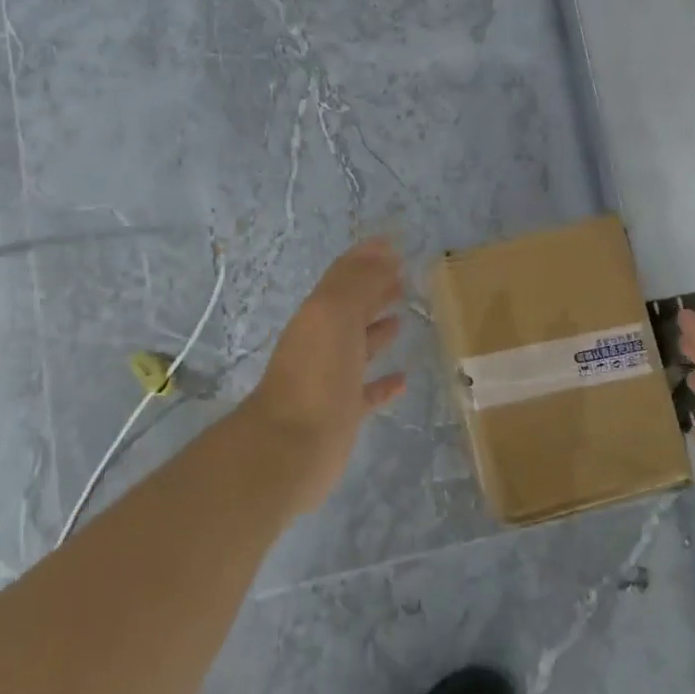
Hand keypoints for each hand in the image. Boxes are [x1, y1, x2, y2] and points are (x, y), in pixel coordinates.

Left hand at [242, 237, 408, 515]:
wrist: (291, 447)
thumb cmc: (316, 374)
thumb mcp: (334, 314)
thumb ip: (358, 282)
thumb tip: (384, 251)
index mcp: (318, 315)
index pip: (344, 278)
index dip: (366, 259)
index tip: (394, 246)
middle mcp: (322, 343)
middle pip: (351, 309)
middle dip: (375, 290)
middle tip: (404, 277)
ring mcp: (332, 379)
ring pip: (358, 347)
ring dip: (378, 330)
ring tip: (403, 317)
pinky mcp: (343, 413)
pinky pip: (367, 392)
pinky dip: (384, 383)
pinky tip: (403, 378)